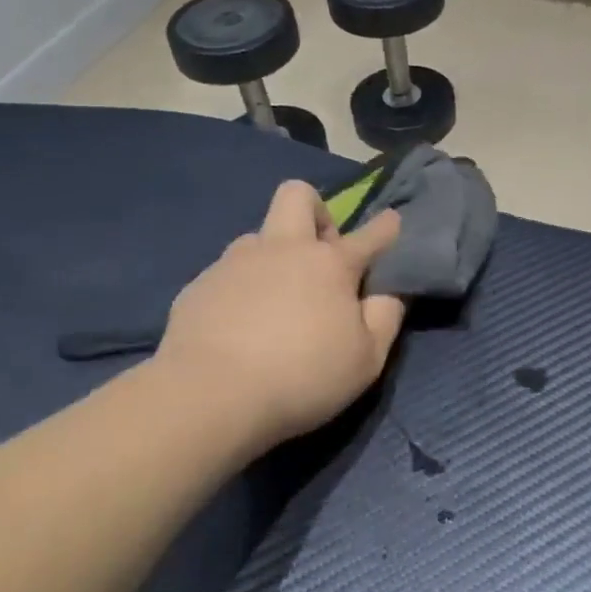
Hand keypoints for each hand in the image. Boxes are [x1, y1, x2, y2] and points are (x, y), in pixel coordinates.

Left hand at [148, 180, 405, 453]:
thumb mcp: (365, 360)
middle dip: (316, 211)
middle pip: (298, 195)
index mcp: (330, 264)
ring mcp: (234, 263)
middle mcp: (282, 249)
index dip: (385, 227)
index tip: (391, 221)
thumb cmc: (301, 377)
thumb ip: (384, 320)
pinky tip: (238, 328)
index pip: (369, 235)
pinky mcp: (198, 286)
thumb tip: (388, 295)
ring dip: (273, 257)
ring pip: (258, 237)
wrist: (208, 396)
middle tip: (320, 254)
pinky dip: (240, 291)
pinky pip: (226, 274)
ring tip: (274, 302)